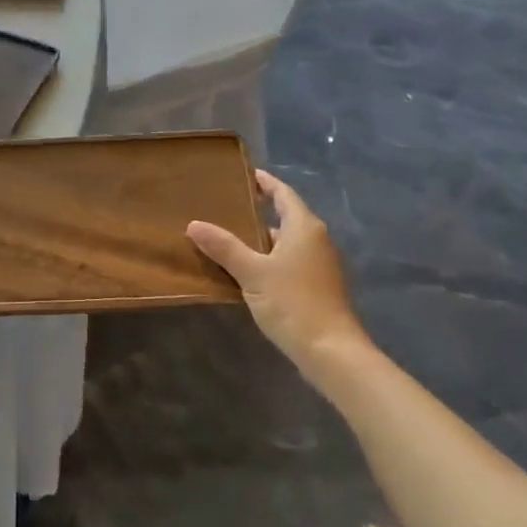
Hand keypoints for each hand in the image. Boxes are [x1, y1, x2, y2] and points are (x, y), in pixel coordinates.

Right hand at [188, 171, 369, 386]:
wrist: (331, 351)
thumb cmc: (293, 302)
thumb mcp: (252, 273)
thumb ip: (224, 247)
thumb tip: (194, 224)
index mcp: (304, 227)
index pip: (283, 193)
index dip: (265, 183)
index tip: (246, 175)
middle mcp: (317, 239)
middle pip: (286, 216)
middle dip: (259, 212)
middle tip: (227, 208)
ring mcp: (320, 265)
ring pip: (287, 242)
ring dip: (263, 239)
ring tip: (230, 238)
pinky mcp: (318, 287)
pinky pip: (290, 261)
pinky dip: (270, 258)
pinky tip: (248, 271)